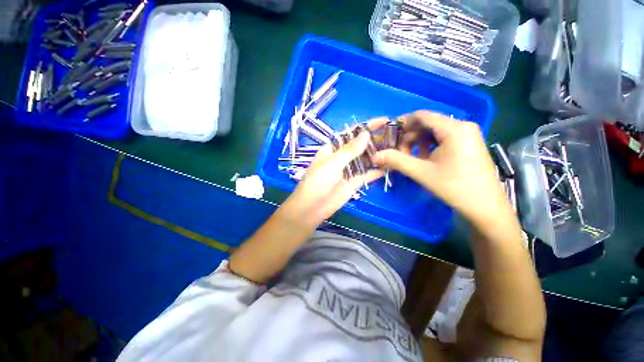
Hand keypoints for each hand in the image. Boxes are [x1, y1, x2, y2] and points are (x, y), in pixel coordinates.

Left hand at [282, 119, 386, 225]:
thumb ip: (350, 149)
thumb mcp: (333, 162)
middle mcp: (342, 157)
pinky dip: (377, 171)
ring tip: (396, 148)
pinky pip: (367, 175)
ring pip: (365, 160)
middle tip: (395, 135)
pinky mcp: (354, 183)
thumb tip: (366, 133)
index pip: (351, 134)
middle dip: (375, 140)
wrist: (313, 207)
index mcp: (333, 148)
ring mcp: (349, 170)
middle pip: (360, 146)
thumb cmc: (319, 181)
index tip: (384, 121)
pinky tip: (390, 166)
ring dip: (378, 155)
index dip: (366, 127)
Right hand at [372, 111, 511, 225]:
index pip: (422, 116)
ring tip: (410, 158)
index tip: (388, 135)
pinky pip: (443, 139)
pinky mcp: (468, 144)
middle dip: (409, 136)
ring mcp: (467, 135)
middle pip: (428, 124)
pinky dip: (429, 147)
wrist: (486, 207)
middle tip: (398, 152)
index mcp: (454, 129)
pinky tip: (424, 159)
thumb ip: (396, 161)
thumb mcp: (422, 172)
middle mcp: (463, 126)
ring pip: (434, 132)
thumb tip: (375, 156)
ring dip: (418, 143)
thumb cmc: (455, 187)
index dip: (402, 123)